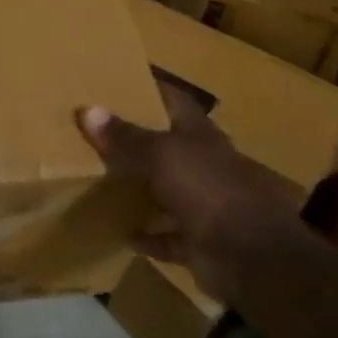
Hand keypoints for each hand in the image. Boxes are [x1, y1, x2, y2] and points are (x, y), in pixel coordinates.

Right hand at [78, 83, 303, 302]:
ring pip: (168, 192)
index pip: (175, 101)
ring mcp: (206, 205)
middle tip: (98, 133)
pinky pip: (168, 236)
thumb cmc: (206, 189)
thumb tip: (87, 110)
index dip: (152, 89)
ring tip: (103, 182)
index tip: (121, 82)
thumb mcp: (159, 155)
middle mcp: (205, 166)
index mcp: (200, 136)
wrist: (251, 256)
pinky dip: (150, 236)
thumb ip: (125, 136)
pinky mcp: (201, 241)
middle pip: (170, 147)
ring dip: (143, 191)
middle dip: (139, 141)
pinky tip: (124, 234)